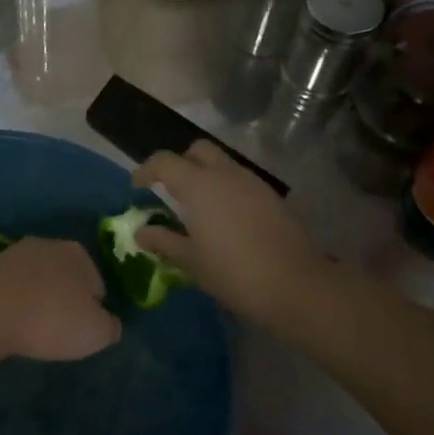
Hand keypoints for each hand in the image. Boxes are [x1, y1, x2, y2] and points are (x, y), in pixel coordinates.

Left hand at [0, 238, 119, 362]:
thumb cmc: (50, 319)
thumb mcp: (96, 333)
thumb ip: (110, 326)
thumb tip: (109, 322)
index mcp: (78, 254)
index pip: (96, 282)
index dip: (93, 308)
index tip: (82, 329)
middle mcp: (48, 244)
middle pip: (64, 276)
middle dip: (64, 298)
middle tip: (58, 329)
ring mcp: (14, 252)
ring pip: (35, 279)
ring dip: (36, 298)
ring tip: (30, 328)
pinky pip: (10, 287)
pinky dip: (12, 301)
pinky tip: (8, 321)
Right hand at [133, 141, 327, 331]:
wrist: (296, 285)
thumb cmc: (234, 273)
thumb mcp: (191, 261)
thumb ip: (163, 241)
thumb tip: (141, 232)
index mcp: (199, 185)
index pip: (165, 161)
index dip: (146, 170)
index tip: (137, 186)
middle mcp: (226, 174)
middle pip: (197, 149)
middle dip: (180, 162)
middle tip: (170, 189)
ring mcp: (253, 183)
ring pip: (222, 163)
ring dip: (205, 174)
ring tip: (197, 206)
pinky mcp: (272, 197)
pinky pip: (241, 180)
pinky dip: (226, 188)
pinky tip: (225, 218)